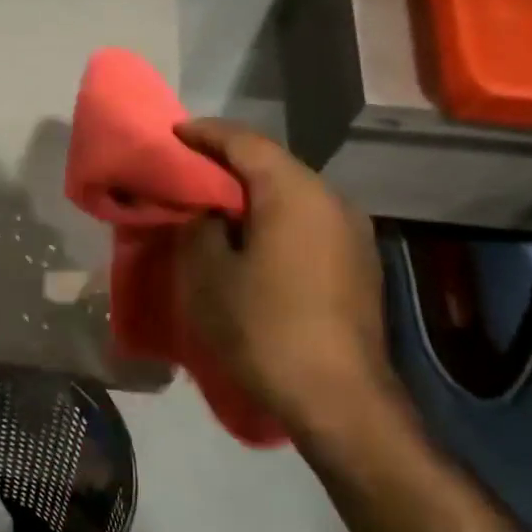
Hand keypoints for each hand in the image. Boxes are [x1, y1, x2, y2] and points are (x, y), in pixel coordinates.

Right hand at [173, 120, 396, 442]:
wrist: (337, 398)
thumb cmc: (263, 327)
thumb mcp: (207, 274)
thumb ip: (200, 227)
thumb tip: (208, 213)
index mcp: (294, 193)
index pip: (246, 143)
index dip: (206, 134)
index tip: (174, 133)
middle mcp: (332, 201)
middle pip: (273, 165)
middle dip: (228, 163)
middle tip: (188, 170)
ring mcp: (352, 234)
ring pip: (292, 196)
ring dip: (252, 195)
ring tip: (214, 206)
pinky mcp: (357, 265)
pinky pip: (306, 223)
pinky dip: (273, 220)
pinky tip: (250, 242)